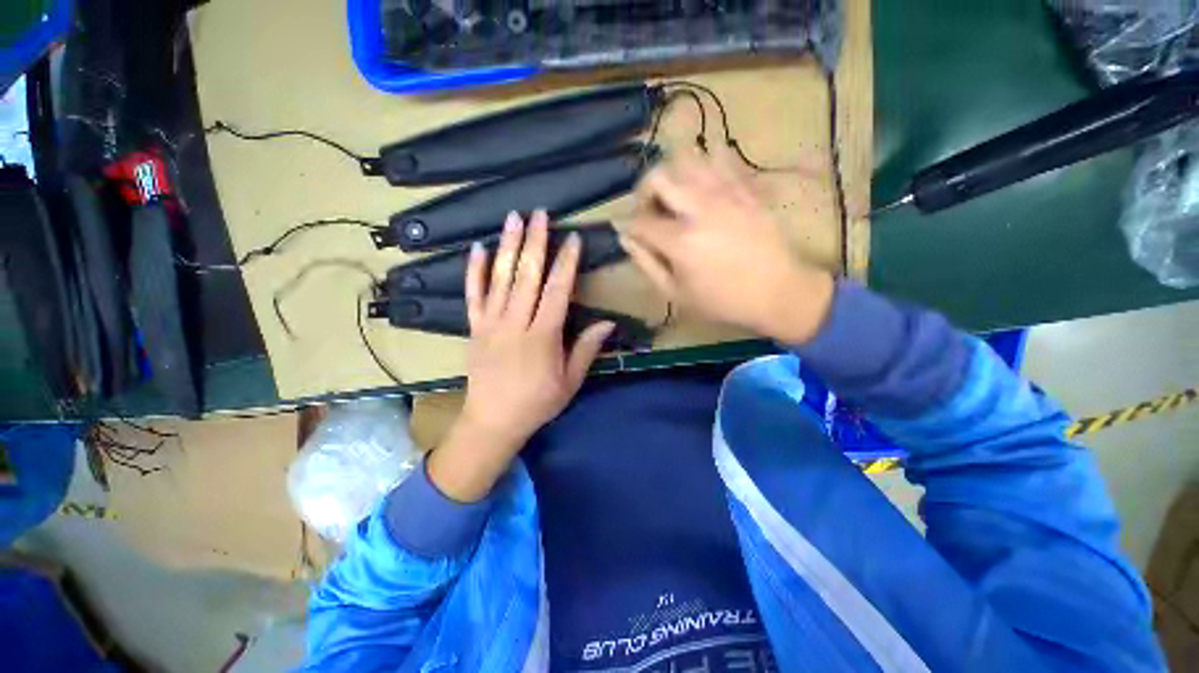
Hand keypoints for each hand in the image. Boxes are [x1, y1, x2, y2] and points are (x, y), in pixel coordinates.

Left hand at [428, 211, 613, 501]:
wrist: (492, 422)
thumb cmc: (537, 403)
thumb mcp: (569, 382)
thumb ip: (586, 349)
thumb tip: (608, 322)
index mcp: (542, 337)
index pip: (557, 292)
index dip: (566, 263)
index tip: (573, 239)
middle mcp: (515, 324)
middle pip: (527, 277)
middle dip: (535, 243)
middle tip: (540, 214)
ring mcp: (490, 324)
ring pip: (500, 279)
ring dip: (507, 246)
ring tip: (513, 218)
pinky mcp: (474, 328)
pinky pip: (473, 295)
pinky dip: (474, 271)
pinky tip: (477, 248)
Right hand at [622, 149, 834, 343]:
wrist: (777, 291)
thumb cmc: (722, 300)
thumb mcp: (676, 293)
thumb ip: (646, 264)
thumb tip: (626, 238)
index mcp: (680, 241)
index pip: (639, 219)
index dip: (629, 224)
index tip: (632, 232)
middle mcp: (699, 208)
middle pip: (658, 176)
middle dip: (644, 191)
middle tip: (650, 209)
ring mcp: (725, 193)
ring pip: (687, 158)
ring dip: (673, 175)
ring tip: (676, 195)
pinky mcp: (745, 188)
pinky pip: (721, 158)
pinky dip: (705, 166)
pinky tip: (704, 186)